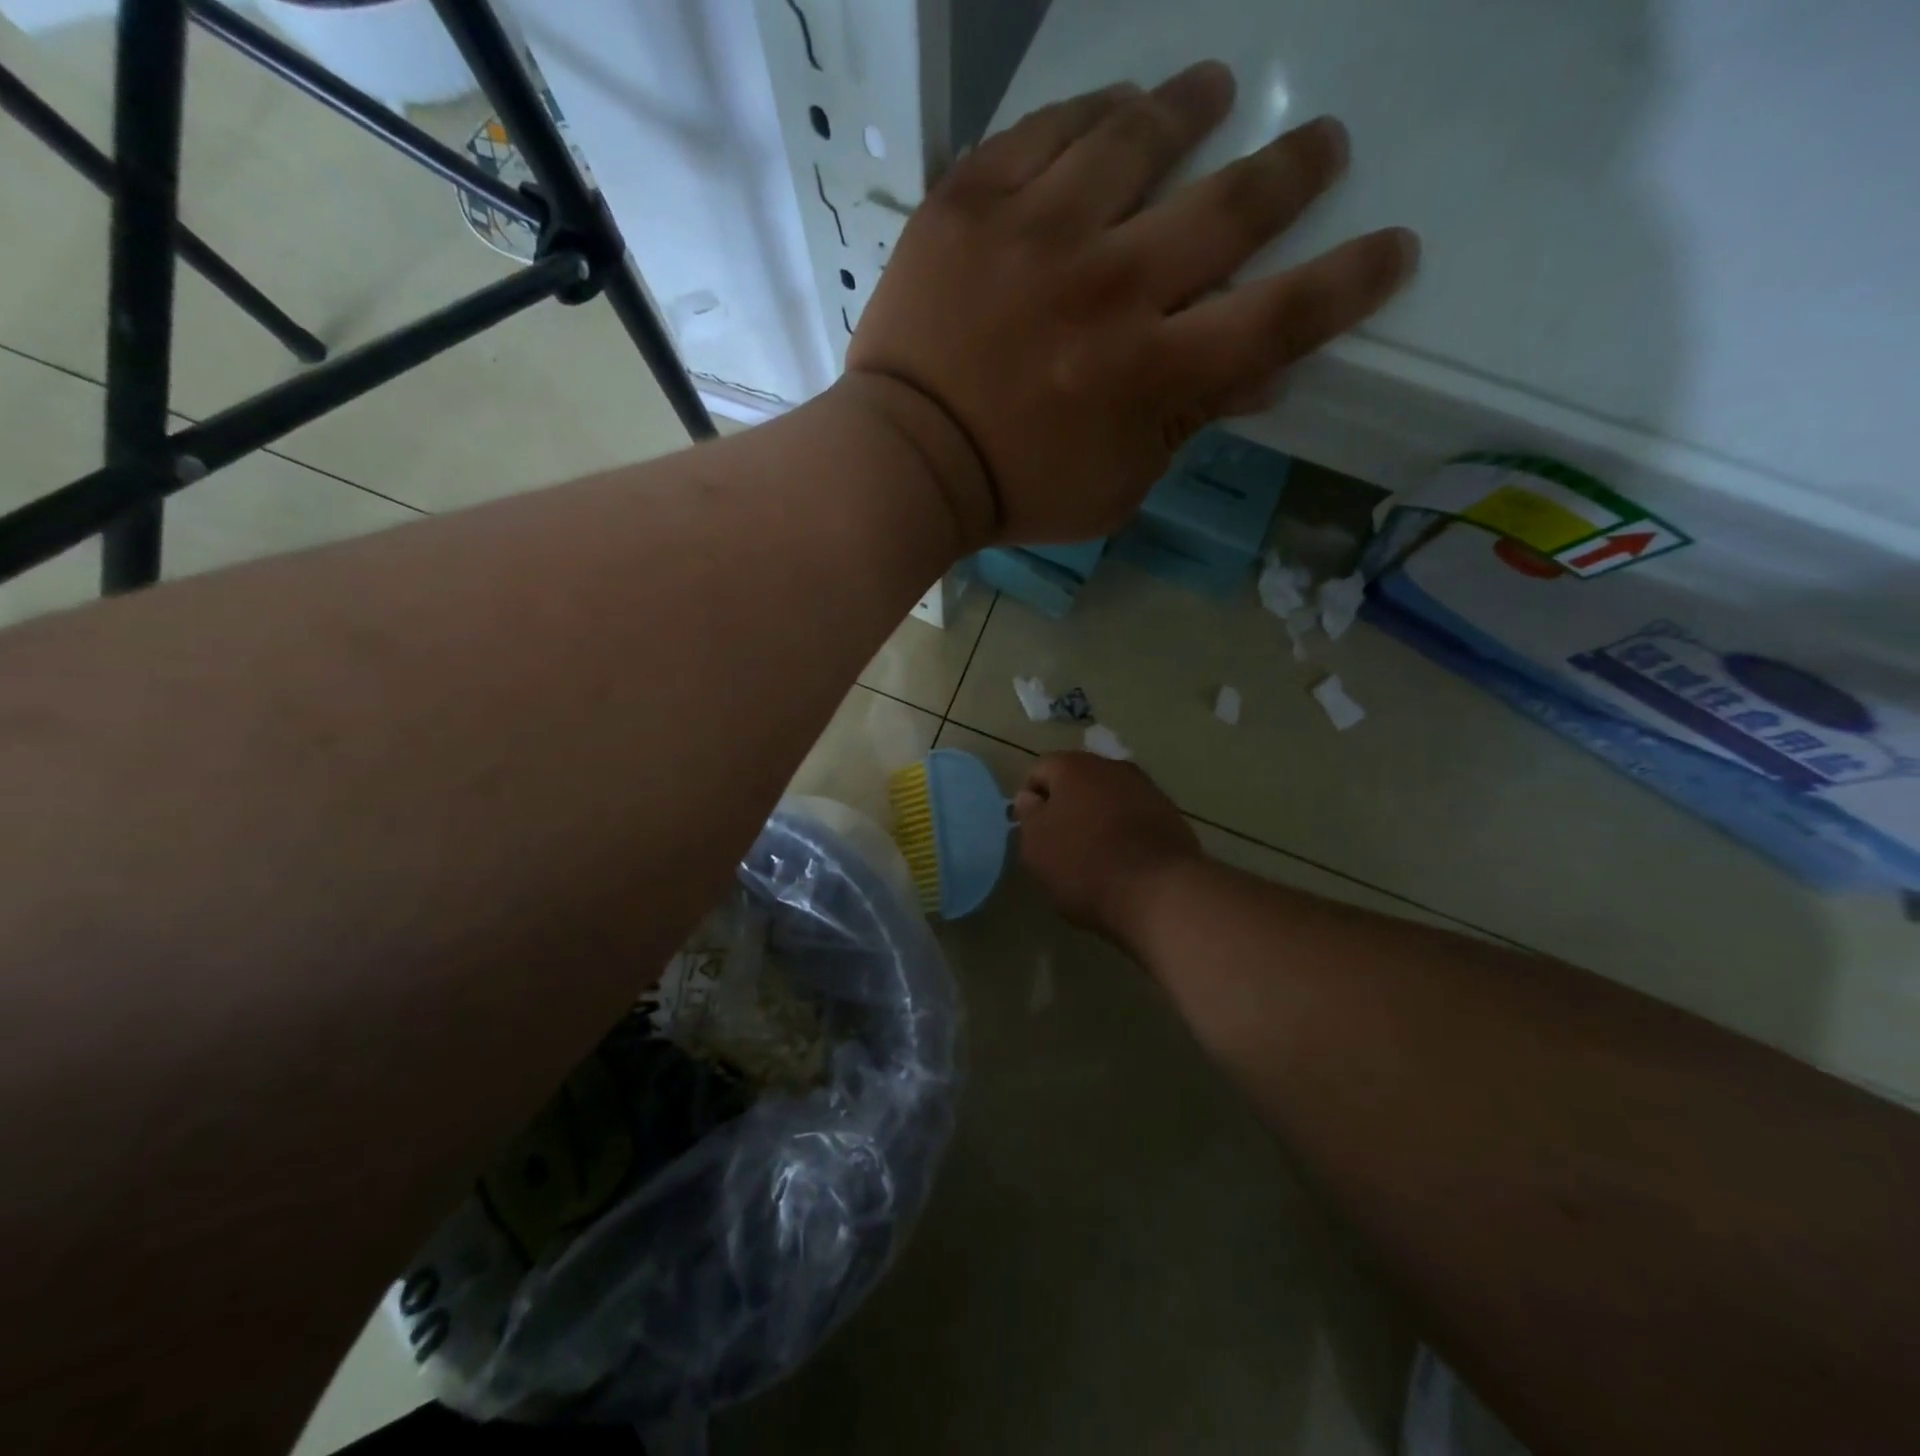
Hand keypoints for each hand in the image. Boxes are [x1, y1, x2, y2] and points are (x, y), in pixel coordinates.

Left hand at [846, 62, 1417, 547]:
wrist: (907, 461)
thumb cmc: (1015, 489)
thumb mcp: (1116, 487)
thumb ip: (1187, 426)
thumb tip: (1264, 377)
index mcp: (1150, 374)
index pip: (1280, 316)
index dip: (1349, 281)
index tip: (1394, 247)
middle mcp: (1110, 288)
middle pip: (1230, 206)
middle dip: (1293, 171)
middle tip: (1322, 145)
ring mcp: (1037, 234)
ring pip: (1138, 139)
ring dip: (1191, 108)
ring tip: (1213, 91)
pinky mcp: (972, 203)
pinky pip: (1045, 130)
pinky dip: (1089, 114)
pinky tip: (1113, 110)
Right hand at [1014, 752, 1201, 940]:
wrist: (1160, 892)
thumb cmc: (1084, 865)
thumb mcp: (1036, 846)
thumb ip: (1028, 815)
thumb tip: (1031, 797)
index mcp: (1073, 766)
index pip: (1040, 771)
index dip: (1030, 800)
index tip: (1032, 832)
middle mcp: (1112, 766)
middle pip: (1078, 781)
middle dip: (1067, 807)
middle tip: (1060, 845)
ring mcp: (1147, 789)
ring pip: (1109, 799)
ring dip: (1098, 819)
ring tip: (1094, 857)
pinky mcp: (1172, 815)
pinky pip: (1136, 818)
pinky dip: (1125, 833)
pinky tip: (1123, 864)